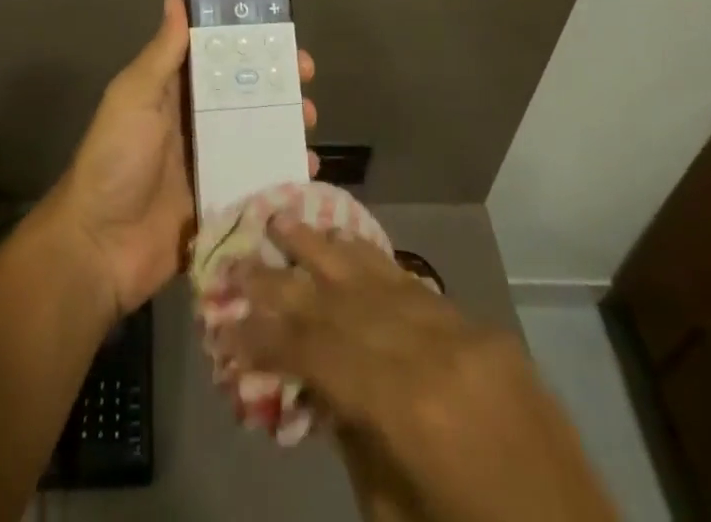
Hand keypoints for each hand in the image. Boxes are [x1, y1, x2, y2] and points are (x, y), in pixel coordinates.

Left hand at [52, 0, 317, 314]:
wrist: (100, 246)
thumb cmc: (116, 158)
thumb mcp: (134, 96)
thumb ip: (162, 53)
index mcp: (174, 93)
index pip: (218, 58)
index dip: (250, 45)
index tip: (284, 37)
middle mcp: (196, 122)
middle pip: (245, 95)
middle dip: (277, 85)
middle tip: (306, 81)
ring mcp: (212, 163)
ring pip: (258, 135)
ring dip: (286, 125)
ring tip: (309, 121)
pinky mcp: (223, 201)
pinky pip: (260, 180)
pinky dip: (284, 172)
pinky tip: (308, 169)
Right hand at [223, 218, 504, 438]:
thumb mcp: (395, 515)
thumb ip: (351, 436)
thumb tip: (313, 377)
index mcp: (409, 407)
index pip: (318, 350)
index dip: (267, 335)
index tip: (226, 321)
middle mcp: (433, 351)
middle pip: (341, 301)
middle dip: (283, 280)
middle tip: (238, 257)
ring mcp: (464, 332)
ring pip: (378, 276)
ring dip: (324, 248)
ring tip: (281, 219)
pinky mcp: (484, 330)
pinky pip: (417, 287)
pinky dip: (374, 263)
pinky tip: (345, 243)